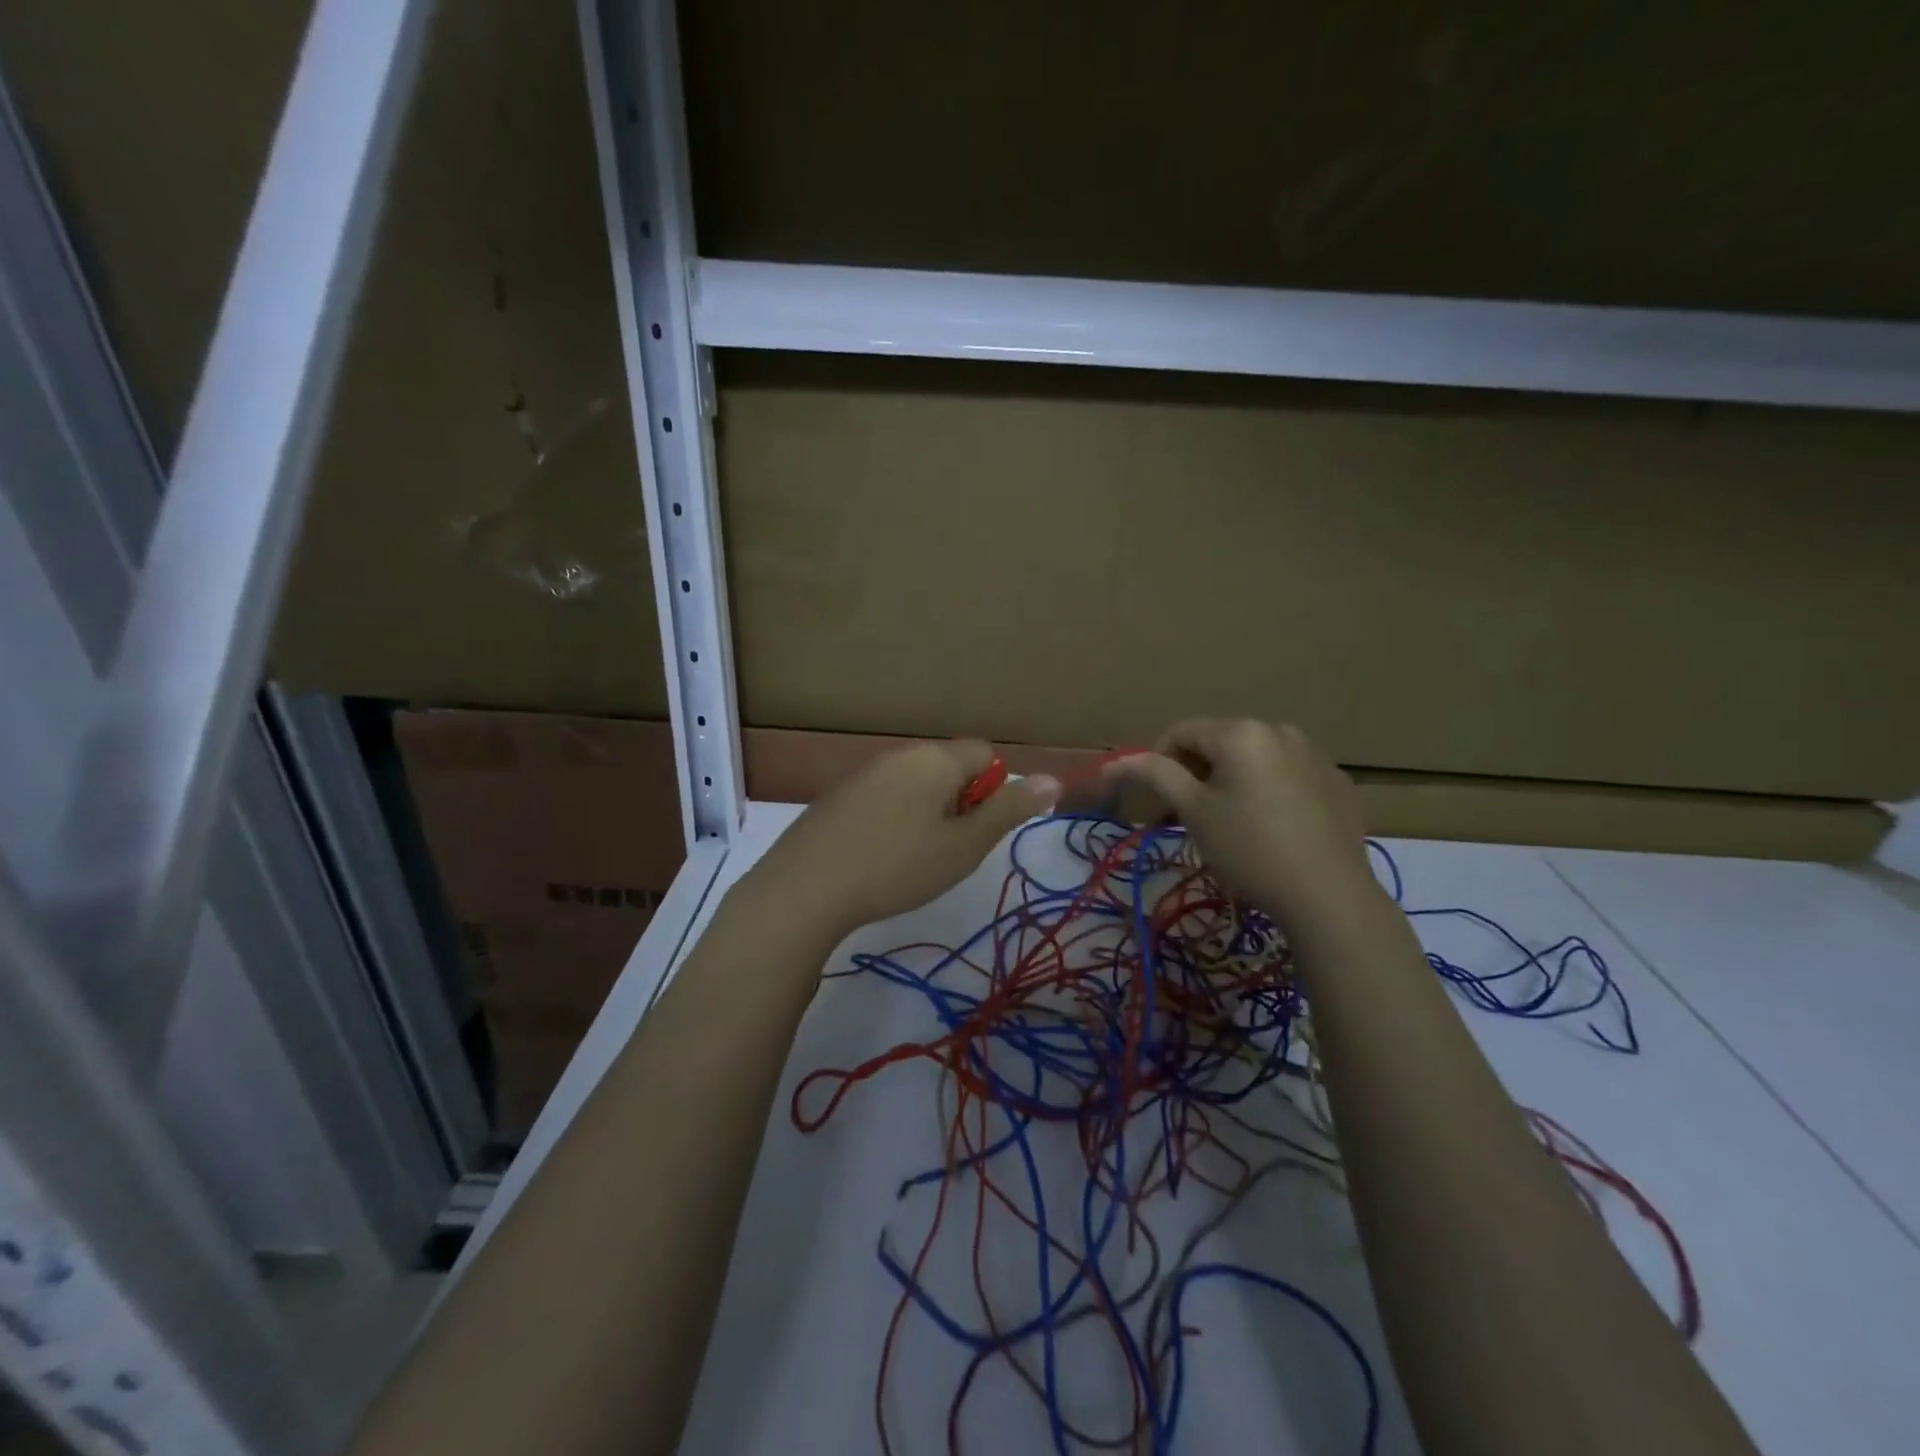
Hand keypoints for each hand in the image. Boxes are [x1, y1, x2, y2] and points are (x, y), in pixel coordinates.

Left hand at [744, 741, 1059, 941]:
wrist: (806, 888)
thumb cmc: (898, 866)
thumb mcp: (964, 845)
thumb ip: (1009, 810)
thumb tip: (1052, 779)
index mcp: (935, 758)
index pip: (985, 753)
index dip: (994, 790)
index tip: (979, 830)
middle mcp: (900, 755)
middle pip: (950, 767)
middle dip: (961, 803)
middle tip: (950, 849)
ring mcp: (865, 773)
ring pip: (917, 784)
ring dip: (928, 813)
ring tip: (915, 859)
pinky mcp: (839, 796)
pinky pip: (885, 797)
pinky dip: (895, 820)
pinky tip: (879, 857)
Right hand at [1102, 719, 1375, 928]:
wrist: (1328, 897)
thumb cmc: (1249, 848)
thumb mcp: (1194, 811)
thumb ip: (1154, 775)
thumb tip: (1115, 761)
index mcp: (1242, 732)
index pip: (1182, 731)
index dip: (1157, 761)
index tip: (1155, 801)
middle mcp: (1281, 731)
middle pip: (1221, 743)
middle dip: (1196, 774)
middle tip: (1186, 817)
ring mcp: (1317, 756)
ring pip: (1256, 760)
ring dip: (1232, 782)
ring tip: (1229, 825)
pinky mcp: (1339, 785)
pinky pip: (1290, 778)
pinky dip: (1270, 794)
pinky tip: (1272, 831)